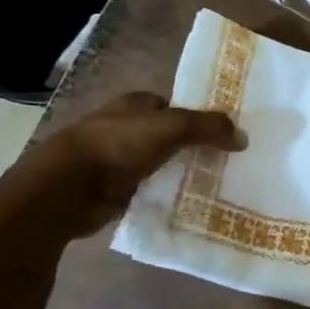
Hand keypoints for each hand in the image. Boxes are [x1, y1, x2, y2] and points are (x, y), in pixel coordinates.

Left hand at [11, 91, 243, 239]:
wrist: (66, 190)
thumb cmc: (117, 146)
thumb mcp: (171, 127)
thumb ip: (208, 127)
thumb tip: (243, 137)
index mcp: (133, 104)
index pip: (171, 104)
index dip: (195, 115)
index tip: (220, 133)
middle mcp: (122, 127)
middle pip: (165, 134)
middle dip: (188, 146)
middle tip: (221, 161)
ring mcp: (114, 160)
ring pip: (157, 163)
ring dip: (176, 172)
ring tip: (210, 185)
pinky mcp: (110, 190)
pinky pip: (146, 190)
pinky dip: (162, 195)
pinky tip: (183, 204)